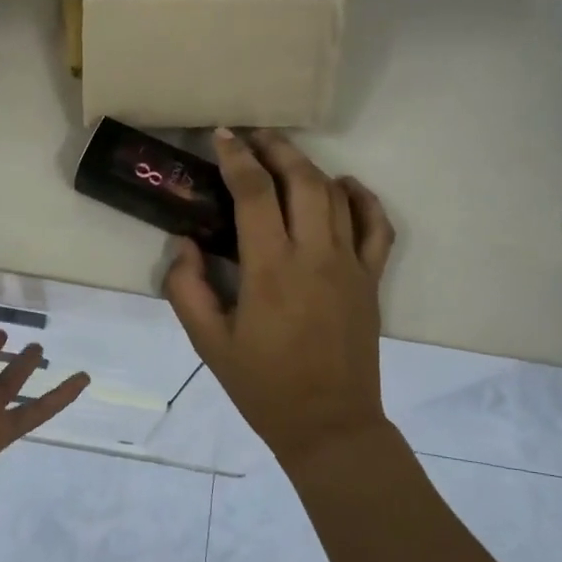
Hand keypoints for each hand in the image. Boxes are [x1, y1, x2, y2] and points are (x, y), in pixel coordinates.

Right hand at [162, 129, 396, 469]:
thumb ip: (187, 288)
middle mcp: (316, 256)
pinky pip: (377, 225)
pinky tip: (344, 186)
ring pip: (336, 195)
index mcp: (271, 270)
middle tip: (252, 135)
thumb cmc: (263, 386)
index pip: (255, 194)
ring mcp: (351, 265)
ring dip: (309, 166)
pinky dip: (362, 198)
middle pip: (302, 180)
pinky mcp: (372, 279)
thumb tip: (185, 244)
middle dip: (276, 148)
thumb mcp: (208, 343)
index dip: (237, 158)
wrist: (329, 425)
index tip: (222, 136)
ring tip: (284, 156)